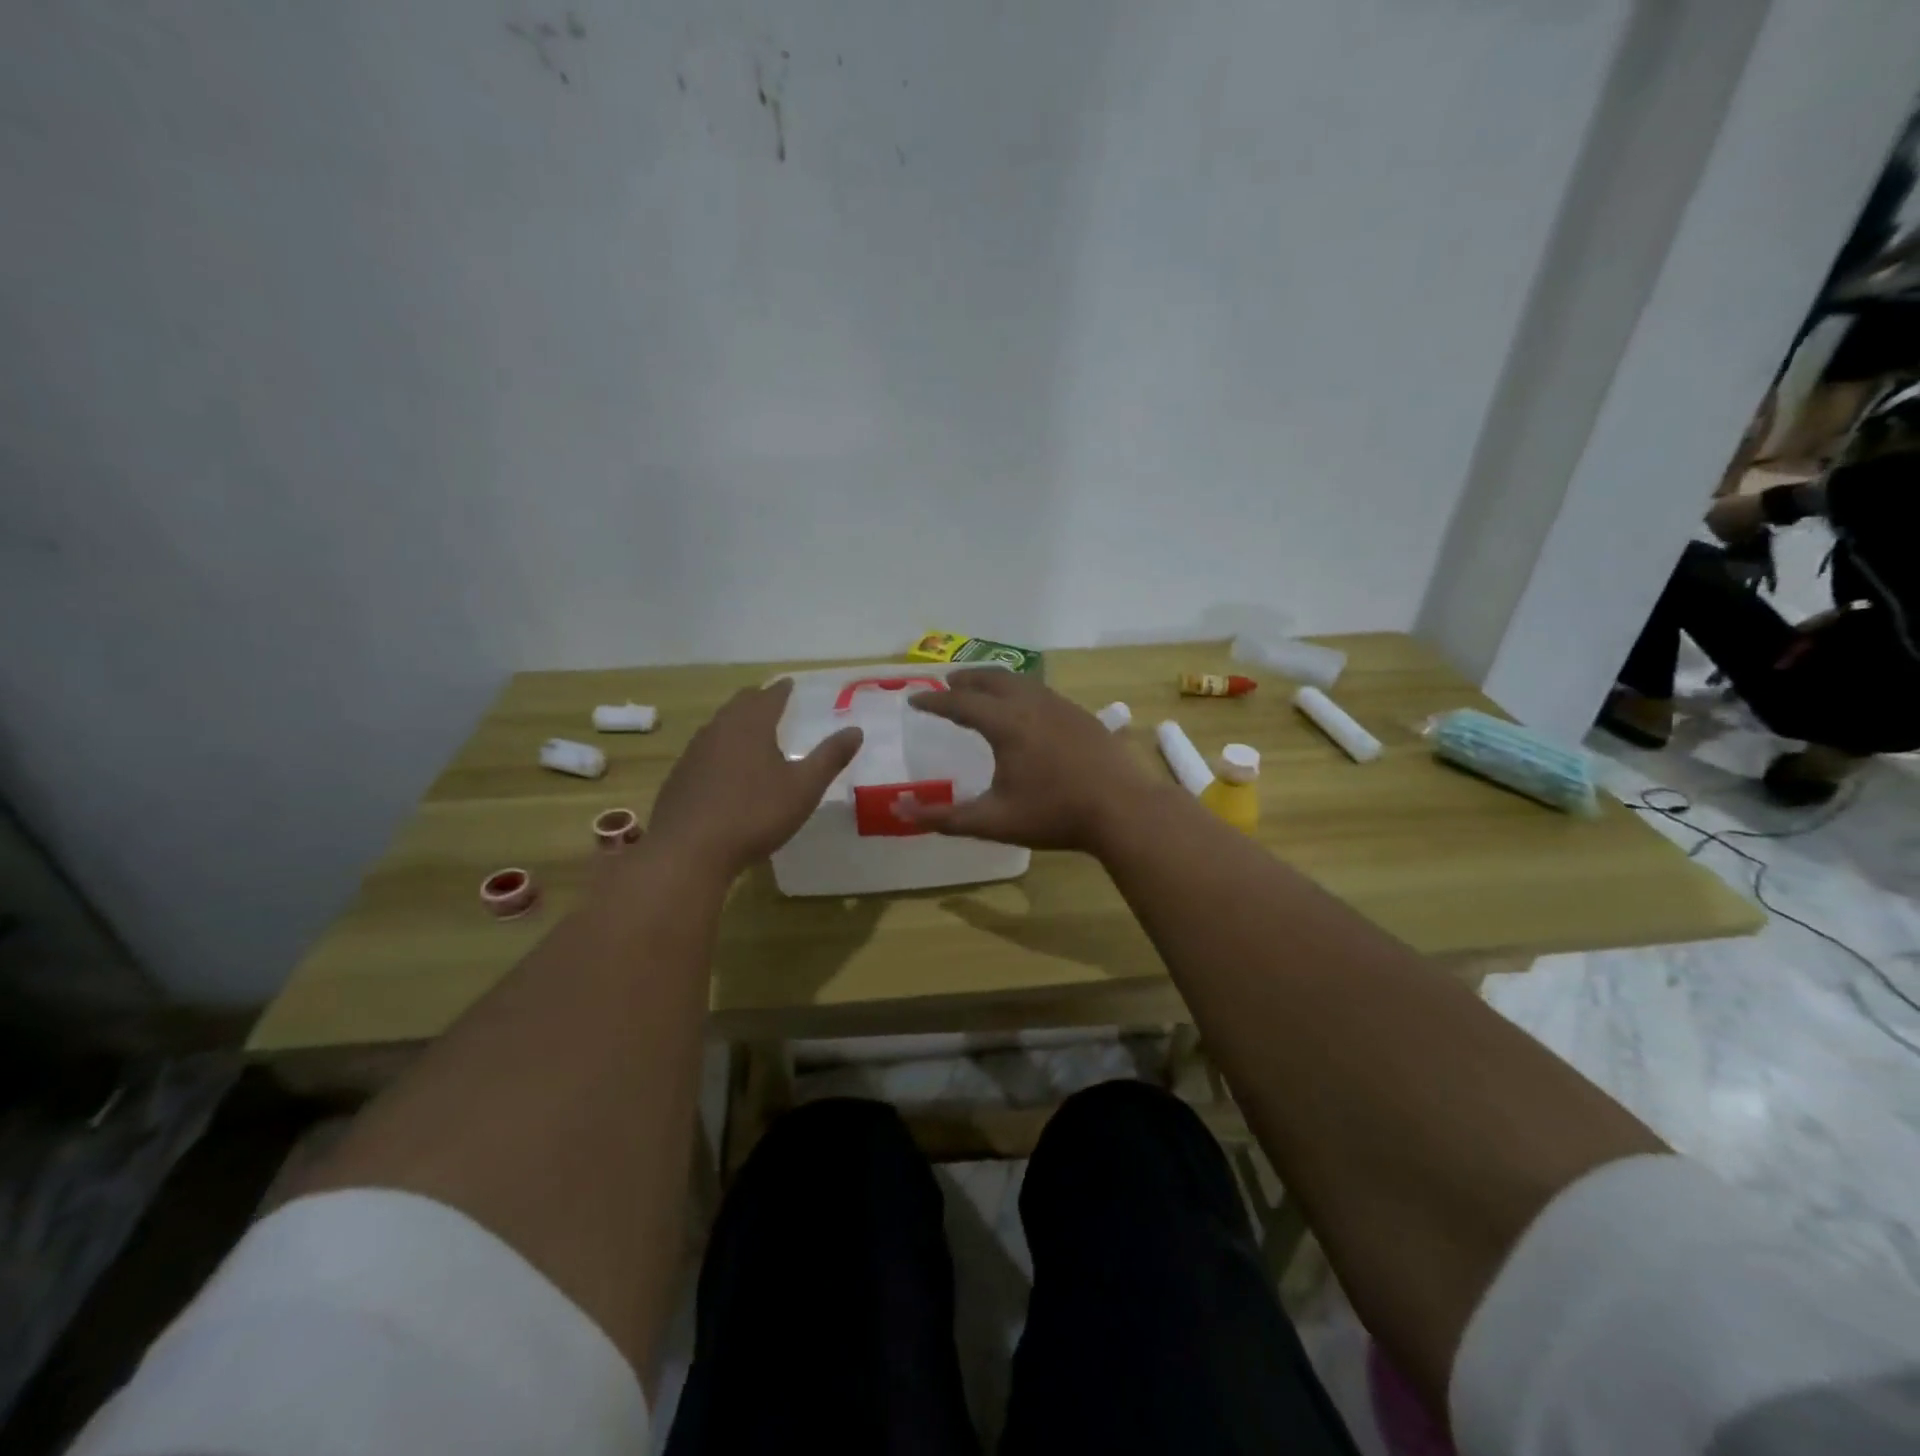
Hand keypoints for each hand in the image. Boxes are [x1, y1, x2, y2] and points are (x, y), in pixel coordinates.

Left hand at [648, 680, 862, 877]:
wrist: (688, 851)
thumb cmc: (754, 814)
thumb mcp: (803, 788)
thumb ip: (830, 757)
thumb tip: (856, 730)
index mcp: (750, 726)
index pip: (769, 696)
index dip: (782, 689)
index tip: (790, 684)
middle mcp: (719, 730)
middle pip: (739, 705)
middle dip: (756, 700)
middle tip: (770, 700)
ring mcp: (693, 753)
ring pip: (718, 726)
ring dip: (735, 722)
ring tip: (750, 730)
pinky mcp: (679, 777)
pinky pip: (704, 751)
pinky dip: (719, 748)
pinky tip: (724, 767)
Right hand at [901, 669, 1161, 851]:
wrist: (1123, 809)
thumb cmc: (1054, 814)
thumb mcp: (993, 821)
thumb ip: (944, 818)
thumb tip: (900, 811)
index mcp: (1005, 723)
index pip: (959, 703)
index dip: (933, 701)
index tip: (913, 699)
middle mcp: (1030, 704)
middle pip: (990, 679)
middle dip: (964, 680)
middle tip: (947, 685)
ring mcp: (1060, 705)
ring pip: (1019, 681)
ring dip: (993, 681)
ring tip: (981, 690)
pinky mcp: (1081, 714)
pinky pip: (1040, 691)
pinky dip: (1019, 691)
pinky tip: (1025, 709)